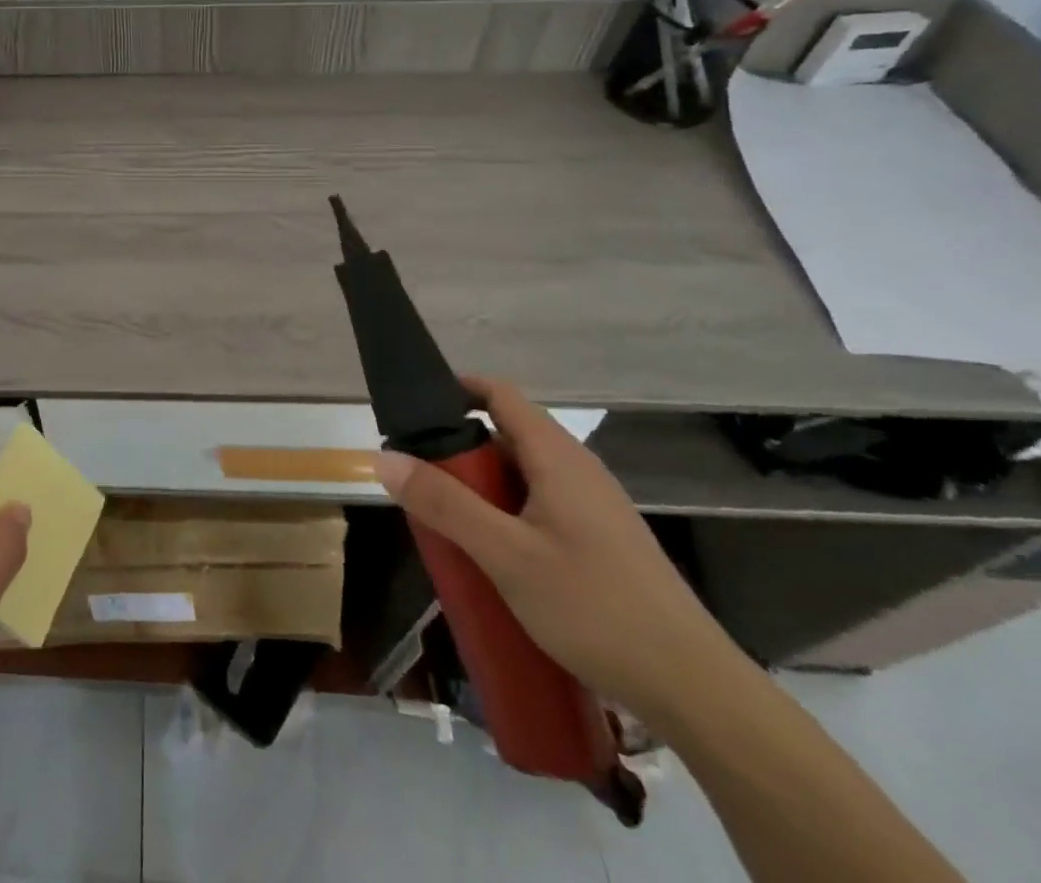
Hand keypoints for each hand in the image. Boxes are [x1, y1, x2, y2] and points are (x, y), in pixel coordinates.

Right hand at [374, 377, 746, 723]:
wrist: (697, 692)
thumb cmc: (596, 609)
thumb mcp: (506, 555)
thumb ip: (444, 504)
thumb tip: (383, 457)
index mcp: (557, 457)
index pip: (499, 394)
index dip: (456, 389)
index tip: (413, 410)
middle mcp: (578, 470)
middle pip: (506, 435)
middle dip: (458, 451)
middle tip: (417, 480)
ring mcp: (594, 508)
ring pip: (522, 476)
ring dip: (480, 488)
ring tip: (445, 520)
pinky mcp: (602, 542)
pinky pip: (539, 507)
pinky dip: (505, 514)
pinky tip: (491, 557)